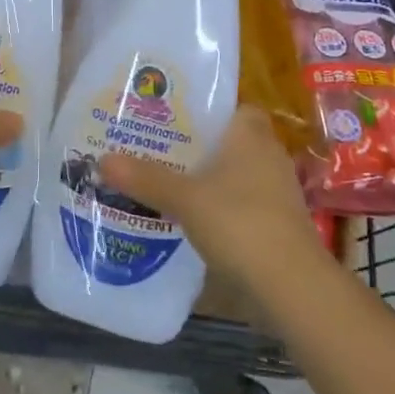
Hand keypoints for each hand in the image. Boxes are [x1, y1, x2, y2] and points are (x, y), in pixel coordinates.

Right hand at [99, 106, 323, 288]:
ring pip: (239, 175)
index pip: (236, 108)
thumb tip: (102, 159)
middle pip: (233, 142)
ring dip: (213, 180)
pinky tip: (195, 220)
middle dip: (203, 146)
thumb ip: (146, 178)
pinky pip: (245, 204)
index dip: (211, 110)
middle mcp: (269, 156)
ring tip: (171, 183)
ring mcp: (278, 193)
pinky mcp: (280, 225)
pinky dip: (224, 209)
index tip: (178, 118)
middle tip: (162, 149)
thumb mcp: (184, 198)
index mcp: (250, 135)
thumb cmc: (240, 222)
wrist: (292, 285)